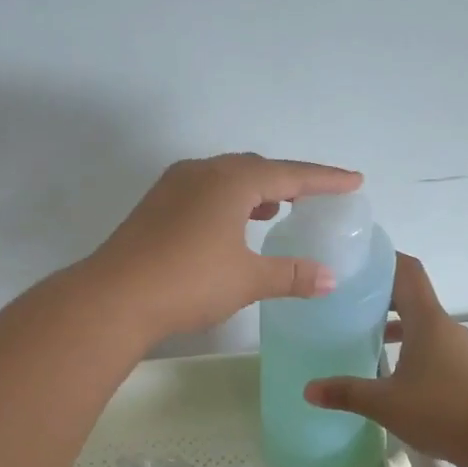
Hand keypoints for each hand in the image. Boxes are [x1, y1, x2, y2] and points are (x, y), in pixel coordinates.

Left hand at [88, 153, 363, 337]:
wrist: (114, 297)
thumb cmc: (189, 282)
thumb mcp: (247, 279)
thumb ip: (291, 274)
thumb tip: (329, 278)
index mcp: (231, 181)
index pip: (290, 175)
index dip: (325, 180)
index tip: (354, 181)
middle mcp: (202, 172)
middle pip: (256, 168)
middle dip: (289, 181)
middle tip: (315, 195)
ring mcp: (173, 186)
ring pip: (226, 178)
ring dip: (256, 190)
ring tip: (276, 208)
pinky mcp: (155, 206)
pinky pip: (204, 191)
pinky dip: (228, 201)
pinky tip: (232, 225)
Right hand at [305, 253, 467, 466]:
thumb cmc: (442, 410)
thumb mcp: (385, 403)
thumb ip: (346, 393)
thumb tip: (308, 389)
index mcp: (427, 321)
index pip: (407, 271)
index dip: (384, 259)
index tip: (356, 260)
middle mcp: (445, 327)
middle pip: (412, 297)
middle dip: (380, 296)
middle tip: (347, 302)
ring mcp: (460, 350)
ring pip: (423, 325)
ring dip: (396, 326)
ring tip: (365, 338)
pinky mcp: (467, 372)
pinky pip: (433, 348)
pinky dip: (411, 349)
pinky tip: (393, 374)